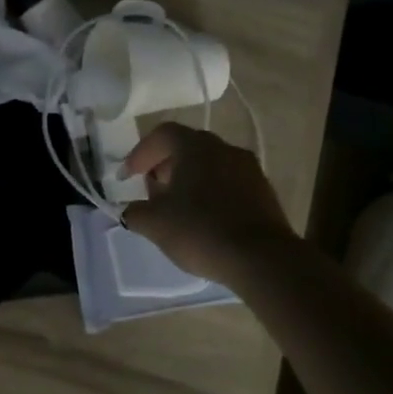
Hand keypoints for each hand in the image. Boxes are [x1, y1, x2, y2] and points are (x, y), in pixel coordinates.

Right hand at [120, 123, 296, 287]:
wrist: (262, 258)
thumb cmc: (201, 230)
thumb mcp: (155, 224)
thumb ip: (135, 212)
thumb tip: (130, 210)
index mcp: (195, 146)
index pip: (162, 134)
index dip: (141, 153)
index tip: (128, 177)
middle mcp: (224, 148)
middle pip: (187, 147)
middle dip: (165, 165)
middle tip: (152, 189)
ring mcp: (249, 169)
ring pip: (211, 165)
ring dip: (190, 180)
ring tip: (178, 208)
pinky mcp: (264, 192)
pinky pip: (229, 184)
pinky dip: (212, 193)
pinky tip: (205, 220)